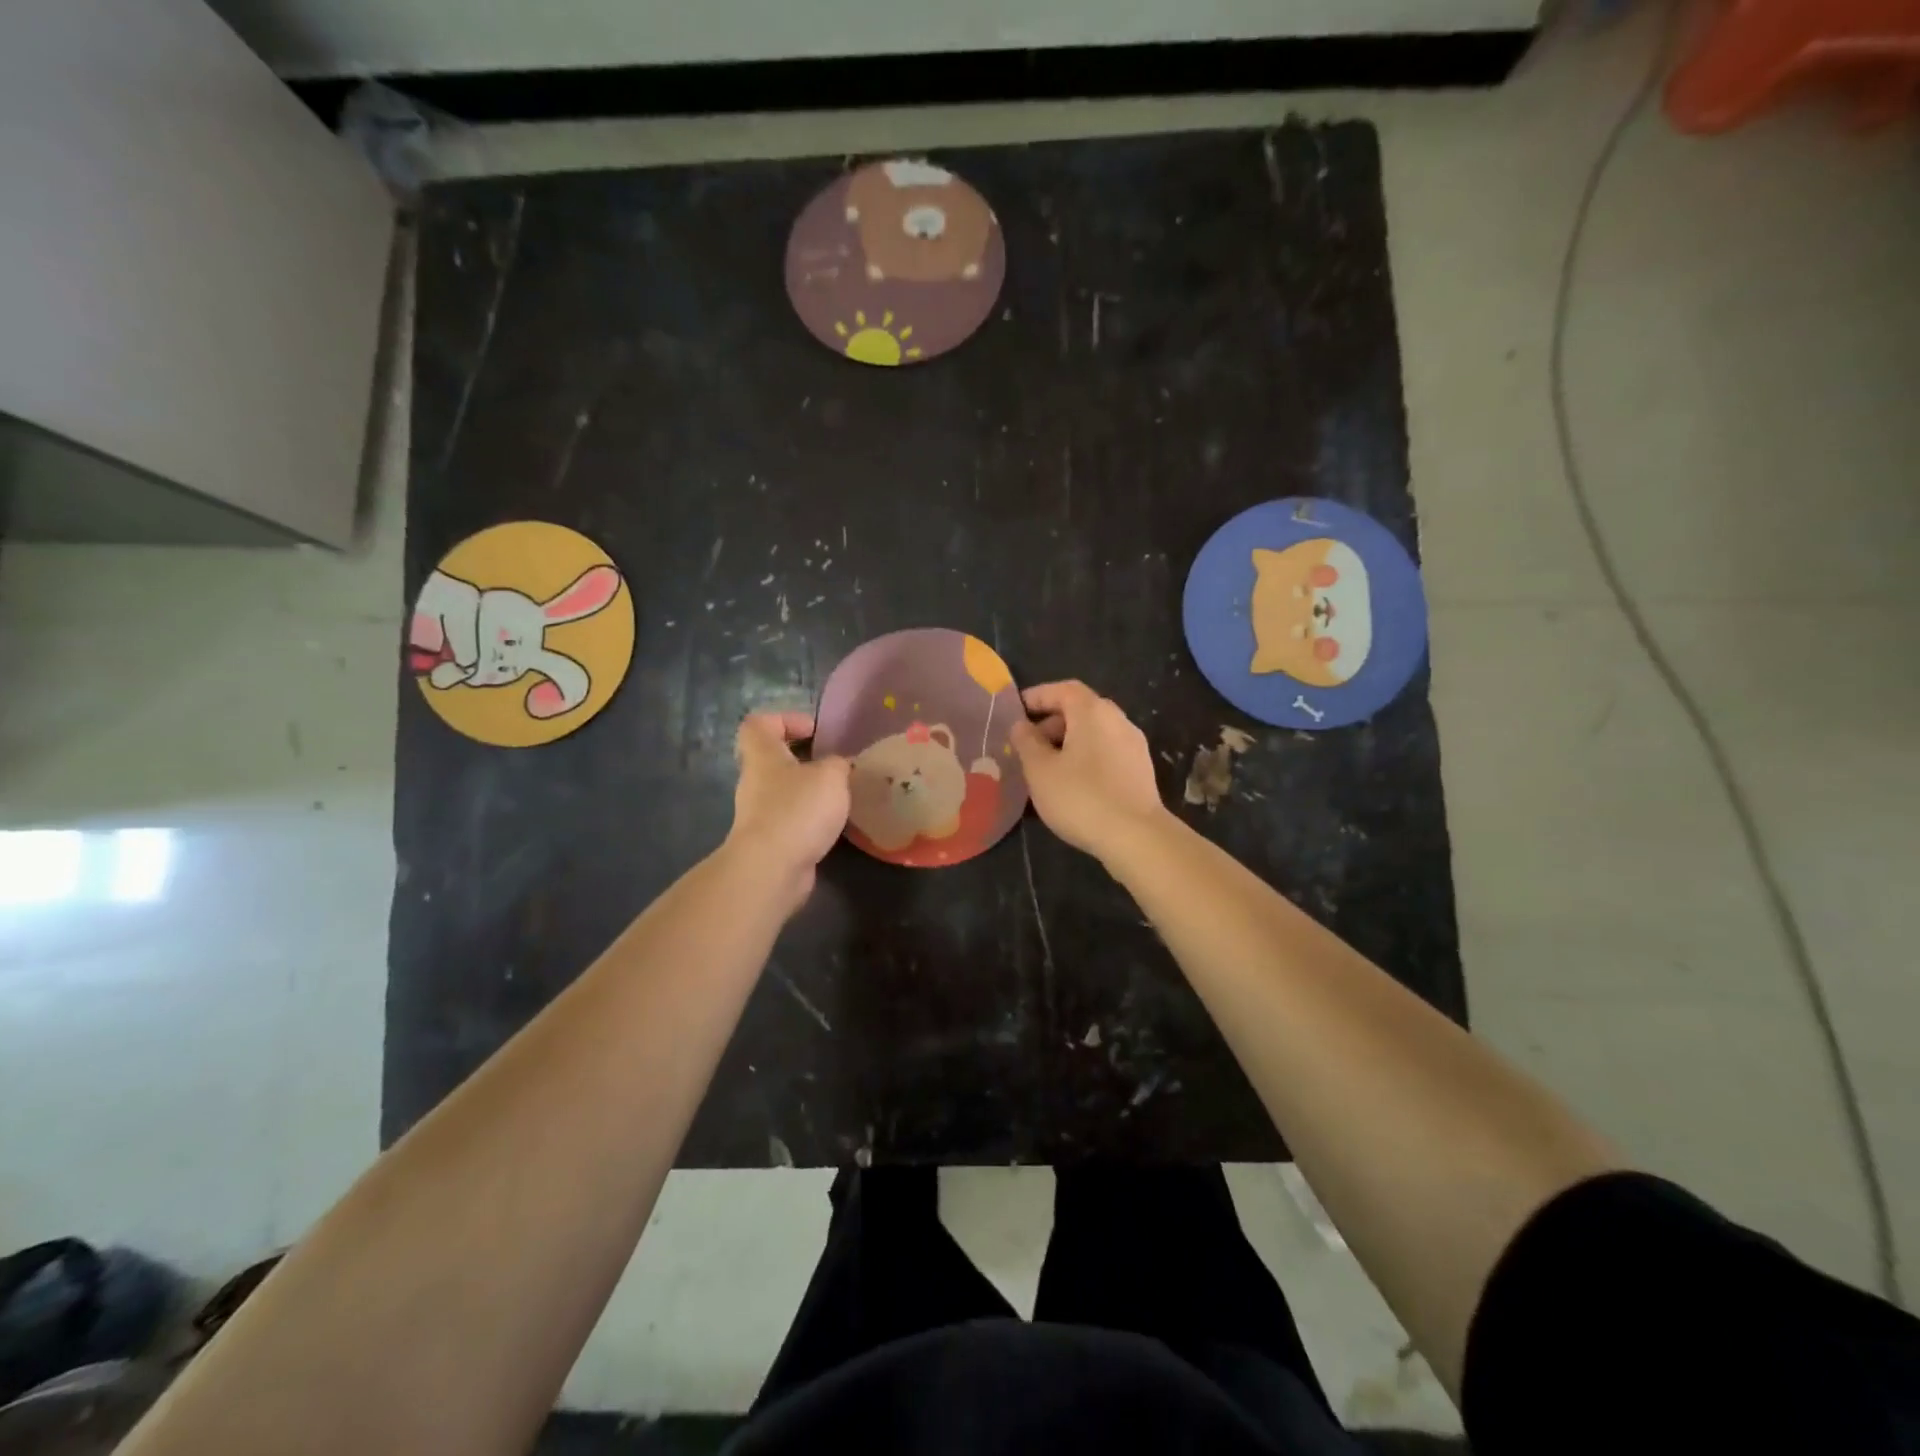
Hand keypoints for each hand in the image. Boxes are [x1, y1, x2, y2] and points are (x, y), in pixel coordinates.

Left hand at [723, 713, 851, 909]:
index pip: (759, 724)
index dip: (784, 720)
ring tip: (841, 797)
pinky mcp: (770, 842)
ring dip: (810, 792)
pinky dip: (811, 820)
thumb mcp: (831, 775)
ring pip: (785, 792)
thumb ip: (837, 764)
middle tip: (835, 766)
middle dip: (805, 760)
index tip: (814, 731)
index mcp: (763, 756)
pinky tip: (834, 826)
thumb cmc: (797, 809)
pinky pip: (791, 820)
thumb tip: (838, 767)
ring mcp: (760, 814)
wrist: (772, 869)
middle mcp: (755, 782)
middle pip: (774, 759)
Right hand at [1010, 681, 1167, 861]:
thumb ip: (1027, 742)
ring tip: (1047, 768)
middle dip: (1052, 722)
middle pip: (1081, 709)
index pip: (1063, 689)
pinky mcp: (1141, 770)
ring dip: (1069, 742)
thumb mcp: (1040, 770)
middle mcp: (1117, 720)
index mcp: (1093, 711)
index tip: (1017, 709)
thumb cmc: (1080, 797)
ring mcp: (1133, 745)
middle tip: (1029, 745)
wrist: (1136, 836)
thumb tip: (1021, 725)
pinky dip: (1086, 757)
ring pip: (1095, 732)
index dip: (1038, 695)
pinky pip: (1107, 751)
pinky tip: (1073, 783)